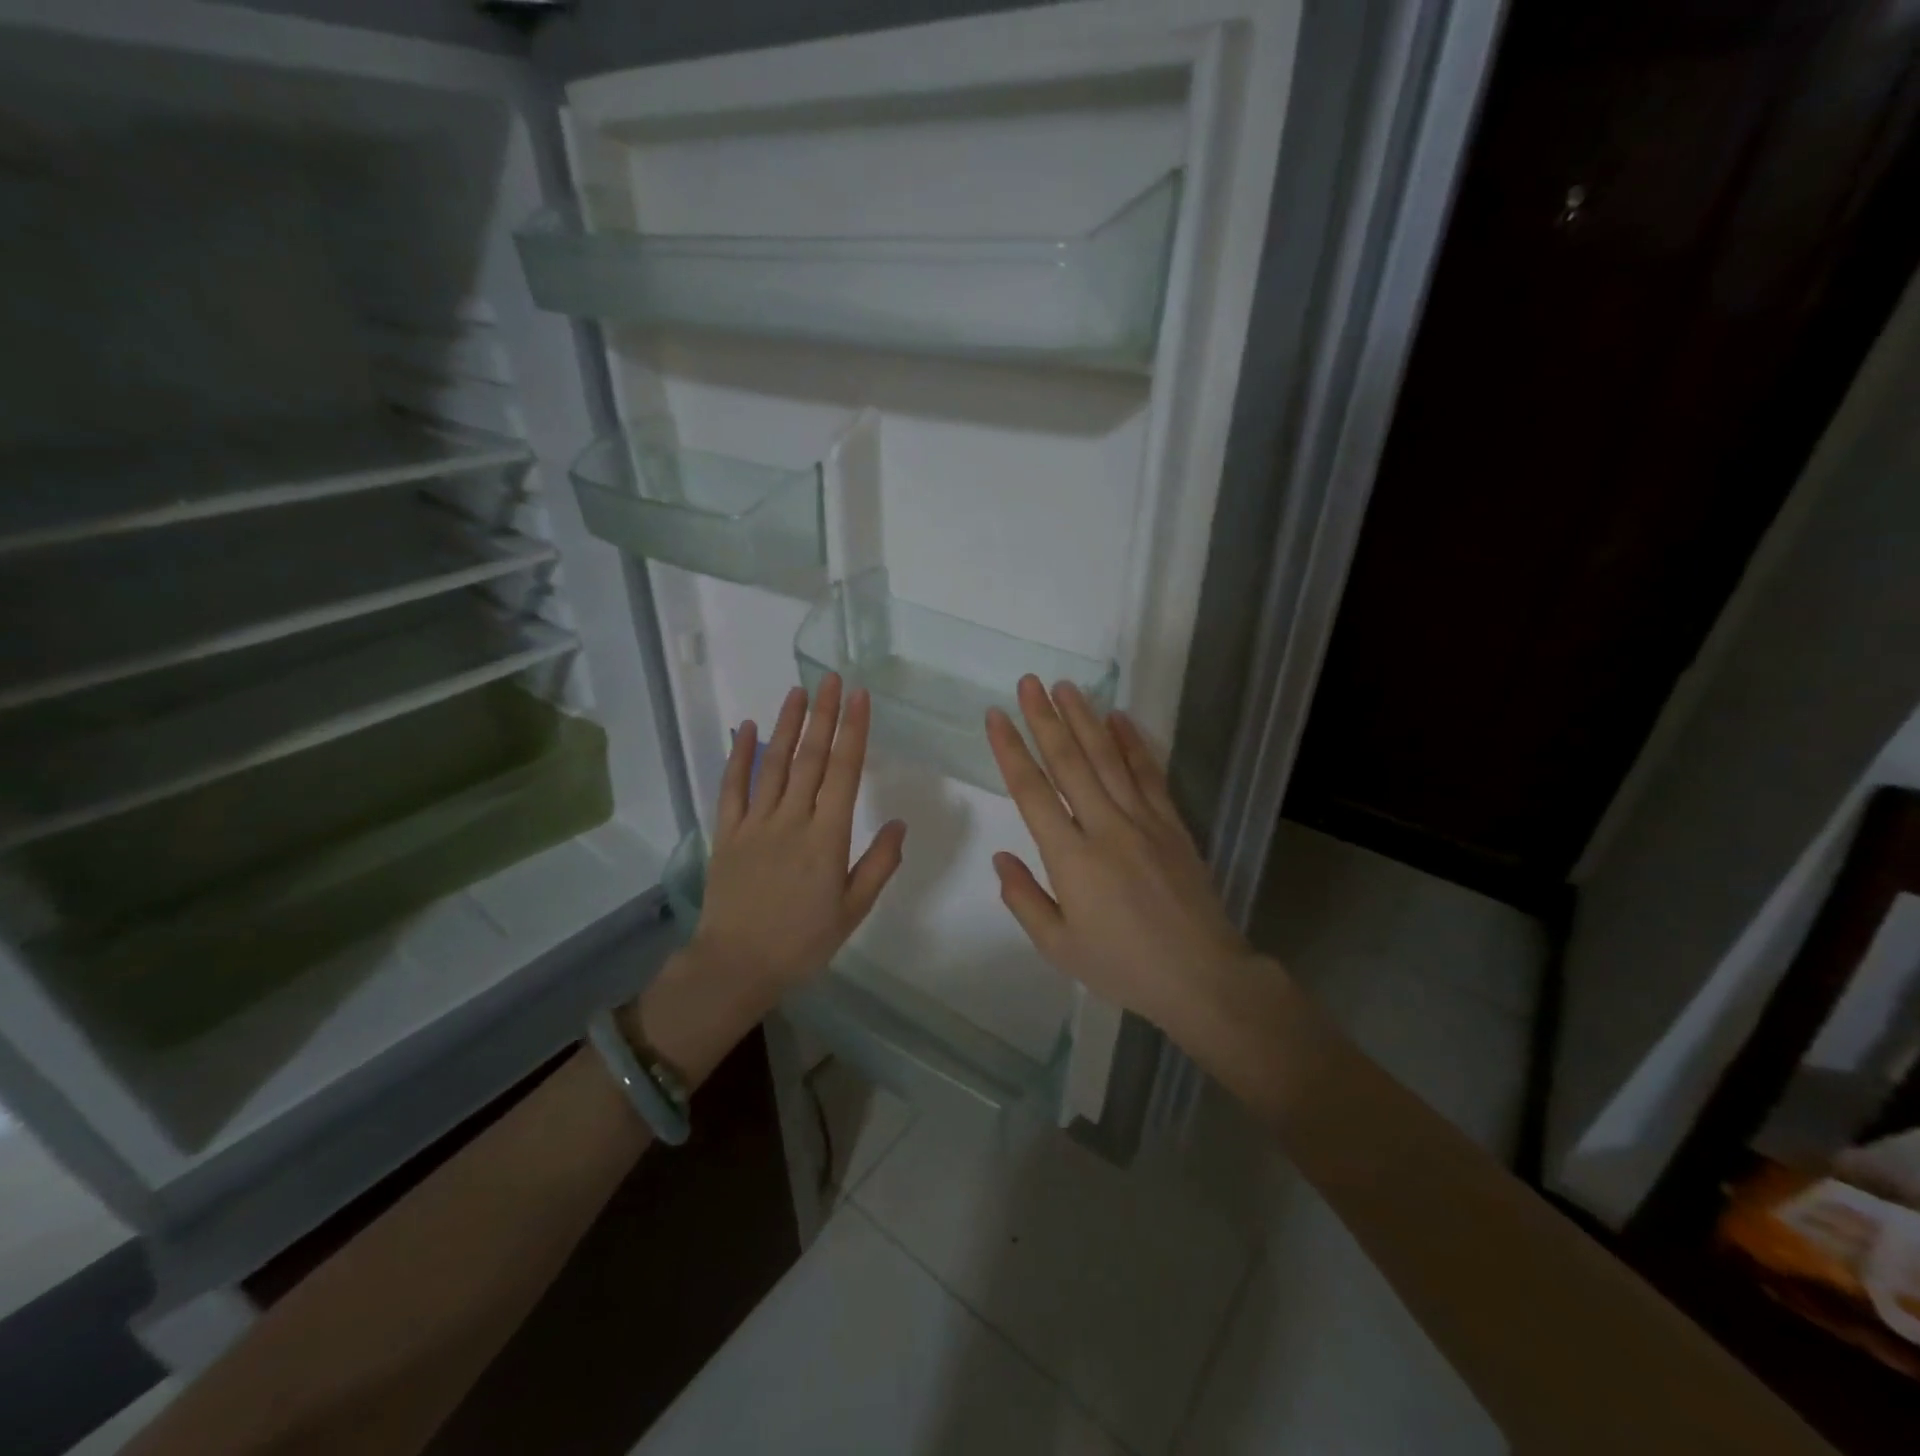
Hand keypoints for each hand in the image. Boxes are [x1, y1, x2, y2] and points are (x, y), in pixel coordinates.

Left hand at [692, 673, 906, 995]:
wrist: (736, 966)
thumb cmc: (802, 943)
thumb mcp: (853, 912)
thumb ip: (878, 865)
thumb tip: (899, 823)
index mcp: (827, 838)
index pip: (844, 772)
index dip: (853, 731)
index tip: (859, 698)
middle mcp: (792, 820)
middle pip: (810, 757)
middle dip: (823, 715)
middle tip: (831, 678)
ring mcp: (756, 823)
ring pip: (774, 763)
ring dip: (787, 724)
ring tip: (798, 691)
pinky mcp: (727, 832)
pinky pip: (732, 787)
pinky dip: (739, 755)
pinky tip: (746, 727)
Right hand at [985, 676, 1261, 1033]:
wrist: (1202, 976)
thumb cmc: (1123, 966)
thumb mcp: (1059, 947)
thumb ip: (1024, 899)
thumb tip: (1001, 858)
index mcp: (1071, 858)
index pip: (1032, 792)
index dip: (1010, 750)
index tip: (996, 717)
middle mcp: (1105, 827)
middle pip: (1069, 762)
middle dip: (1045, 719)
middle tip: (1029, 682)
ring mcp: (1143, 821)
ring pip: (1108, 758)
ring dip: (1084, 719)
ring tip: (1066, 687)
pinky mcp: (1172, 823)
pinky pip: (1149, 774)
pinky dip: (1133, 743)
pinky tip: (1119, 718)